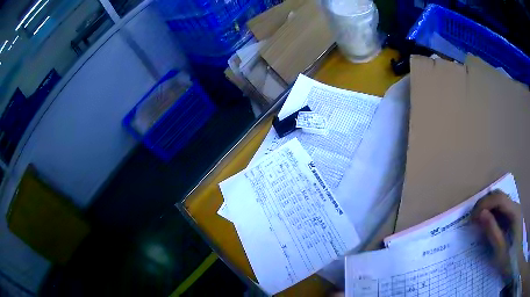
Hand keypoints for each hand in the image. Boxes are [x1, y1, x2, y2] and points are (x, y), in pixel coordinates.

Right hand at [471, 190, 522, 275]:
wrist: (514, 258)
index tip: (471, 219)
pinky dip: (491, 213)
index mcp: (514, 212)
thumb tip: (481, 215)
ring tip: (477, 222)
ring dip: (487, 208)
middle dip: (484, 204)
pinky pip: (501, 209)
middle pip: (498, 195)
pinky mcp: (512, 216)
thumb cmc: (510, 258)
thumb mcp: (500, 251)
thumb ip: (492, 232)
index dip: (484, 204)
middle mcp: (514, 206)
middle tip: (472, 220)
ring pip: (499, 200)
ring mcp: (514, 210)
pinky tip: (487, 224)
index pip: (498, 198)